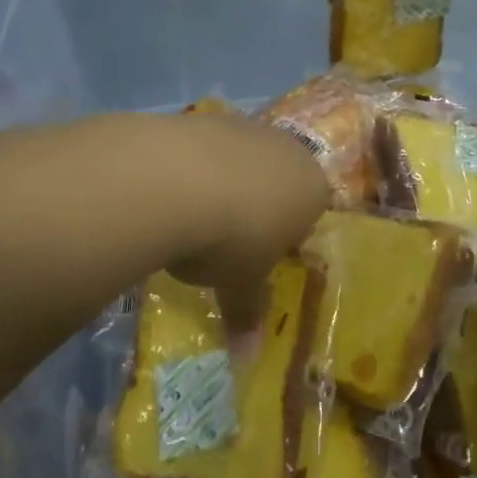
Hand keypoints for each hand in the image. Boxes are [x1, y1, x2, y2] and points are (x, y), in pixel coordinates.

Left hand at [163, 112, 329, 341]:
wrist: (175, 181)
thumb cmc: (230, 240)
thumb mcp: (240, 285)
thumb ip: (247, 312)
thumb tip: (247, 359)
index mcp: (312, 188)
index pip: (310, 211)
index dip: (284, 236)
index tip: (257, 258)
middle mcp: (286, 150)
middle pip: (277, 180)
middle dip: (256, 206)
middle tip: (224, 241)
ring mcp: (244, 127)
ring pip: (240, 160)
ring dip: (221, 184)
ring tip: (188, 218)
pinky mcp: (202, 117)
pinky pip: (203, 148)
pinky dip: (189, 168)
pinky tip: (164, 192)